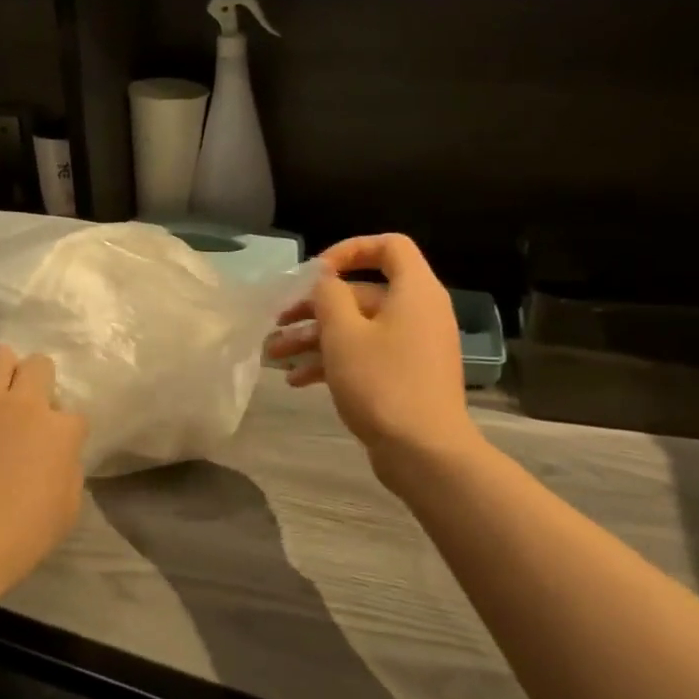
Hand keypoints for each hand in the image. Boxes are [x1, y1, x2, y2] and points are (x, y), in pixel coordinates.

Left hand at [0, 344, 88, 593]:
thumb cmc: (22, 535)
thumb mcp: (67, 508)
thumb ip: (67, 470)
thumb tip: (58, 455)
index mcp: (61, 431)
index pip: (73, 414)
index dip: (64, 429)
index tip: (53, 446)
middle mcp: (26, 404)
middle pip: (39, 365)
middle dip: (37, 381)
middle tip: (24, 409)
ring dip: (0, 371)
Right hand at [267, 234, 474, 469]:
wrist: (424, 452)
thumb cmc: (382, 382)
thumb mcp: (343, 333)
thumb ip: (329, 295)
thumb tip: (327, 279)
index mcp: (414, 291)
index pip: (389, 246)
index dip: (350, 250)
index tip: (316, 271)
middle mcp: (418, 312)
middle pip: (362, 293)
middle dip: (314, 307)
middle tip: (278, 322)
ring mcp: (413, 346)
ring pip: (358, 328)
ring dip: (315, 338)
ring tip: (275, 355)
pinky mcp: (405, 376)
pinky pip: (366, 354)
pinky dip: (334, 361)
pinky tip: (297, 380)